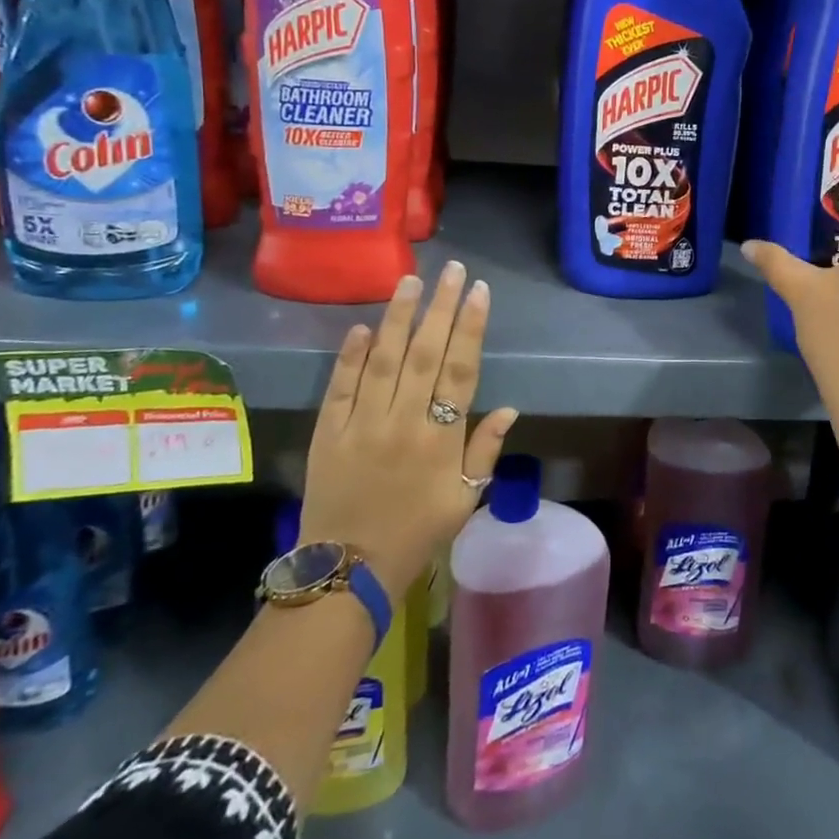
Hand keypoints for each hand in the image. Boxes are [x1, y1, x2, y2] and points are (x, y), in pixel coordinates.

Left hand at [300, 261, 518, 601]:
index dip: (472, 327)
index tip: (479, 291)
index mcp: (441, 438)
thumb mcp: (465, 498)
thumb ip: (485, 450)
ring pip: (383, 359)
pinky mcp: (329, 431)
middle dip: (441, 307)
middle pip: (426, 353)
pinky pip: (340, 386)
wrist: (348, 569)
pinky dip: (350, 355)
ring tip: (411, 281)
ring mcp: (362, 423)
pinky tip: (362, 326)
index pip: (461, 370)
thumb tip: (509, 408)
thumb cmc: (417, 533)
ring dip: (399, 318)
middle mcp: (403, 421)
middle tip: (452, 270)